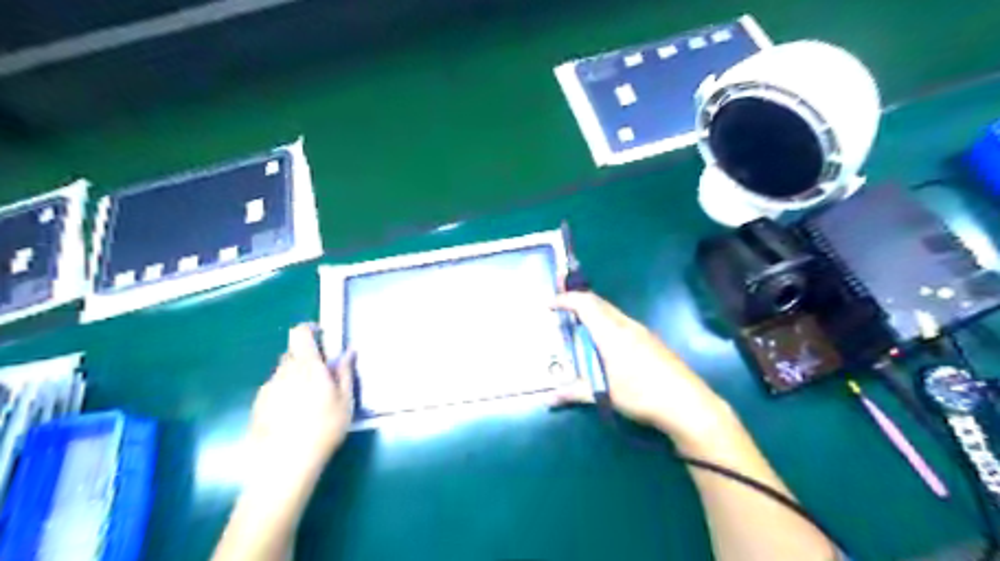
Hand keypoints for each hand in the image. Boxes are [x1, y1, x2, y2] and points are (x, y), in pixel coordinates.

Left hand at [247, 325, 357, 476]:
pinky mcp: (257, 406)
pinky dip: (284, 394)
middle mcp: (283, 372)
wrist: (283, 465)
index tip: (323, 338)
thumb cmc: (323, 429)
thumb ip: (345, 373)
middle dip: (307, 359)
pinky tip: (293, 417)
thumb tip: (348, 352)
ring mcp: (267, 389)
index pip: (300, 333)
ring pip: (283, 373)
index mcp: (307, 366)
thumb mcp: (345, 401)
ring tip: (309, 403)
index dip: (310, 330)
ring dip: (295, 378)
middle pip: (292, 353)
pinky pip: (274, 390)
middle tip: (323, 378)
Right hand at [555, 295, 731, 447]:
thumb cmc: (641, 394)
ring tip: (579, 326)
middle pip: (598, 303)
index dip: (566, 300)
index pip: (585, 304)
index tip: (550, 304)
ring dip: (593, 312)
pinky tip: (605, 342)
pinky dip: (606, 323)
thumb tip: (548, 399)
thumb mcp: (604, 394)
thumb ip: (574, 392)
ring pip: (611, 312)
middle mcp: (626, 325)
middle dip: (578, 301)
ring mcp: (641, 331)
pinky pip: (622, 322)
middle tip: (561, 310)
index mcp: (611, 332)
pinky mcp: (651, 340)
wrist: (687, 403)